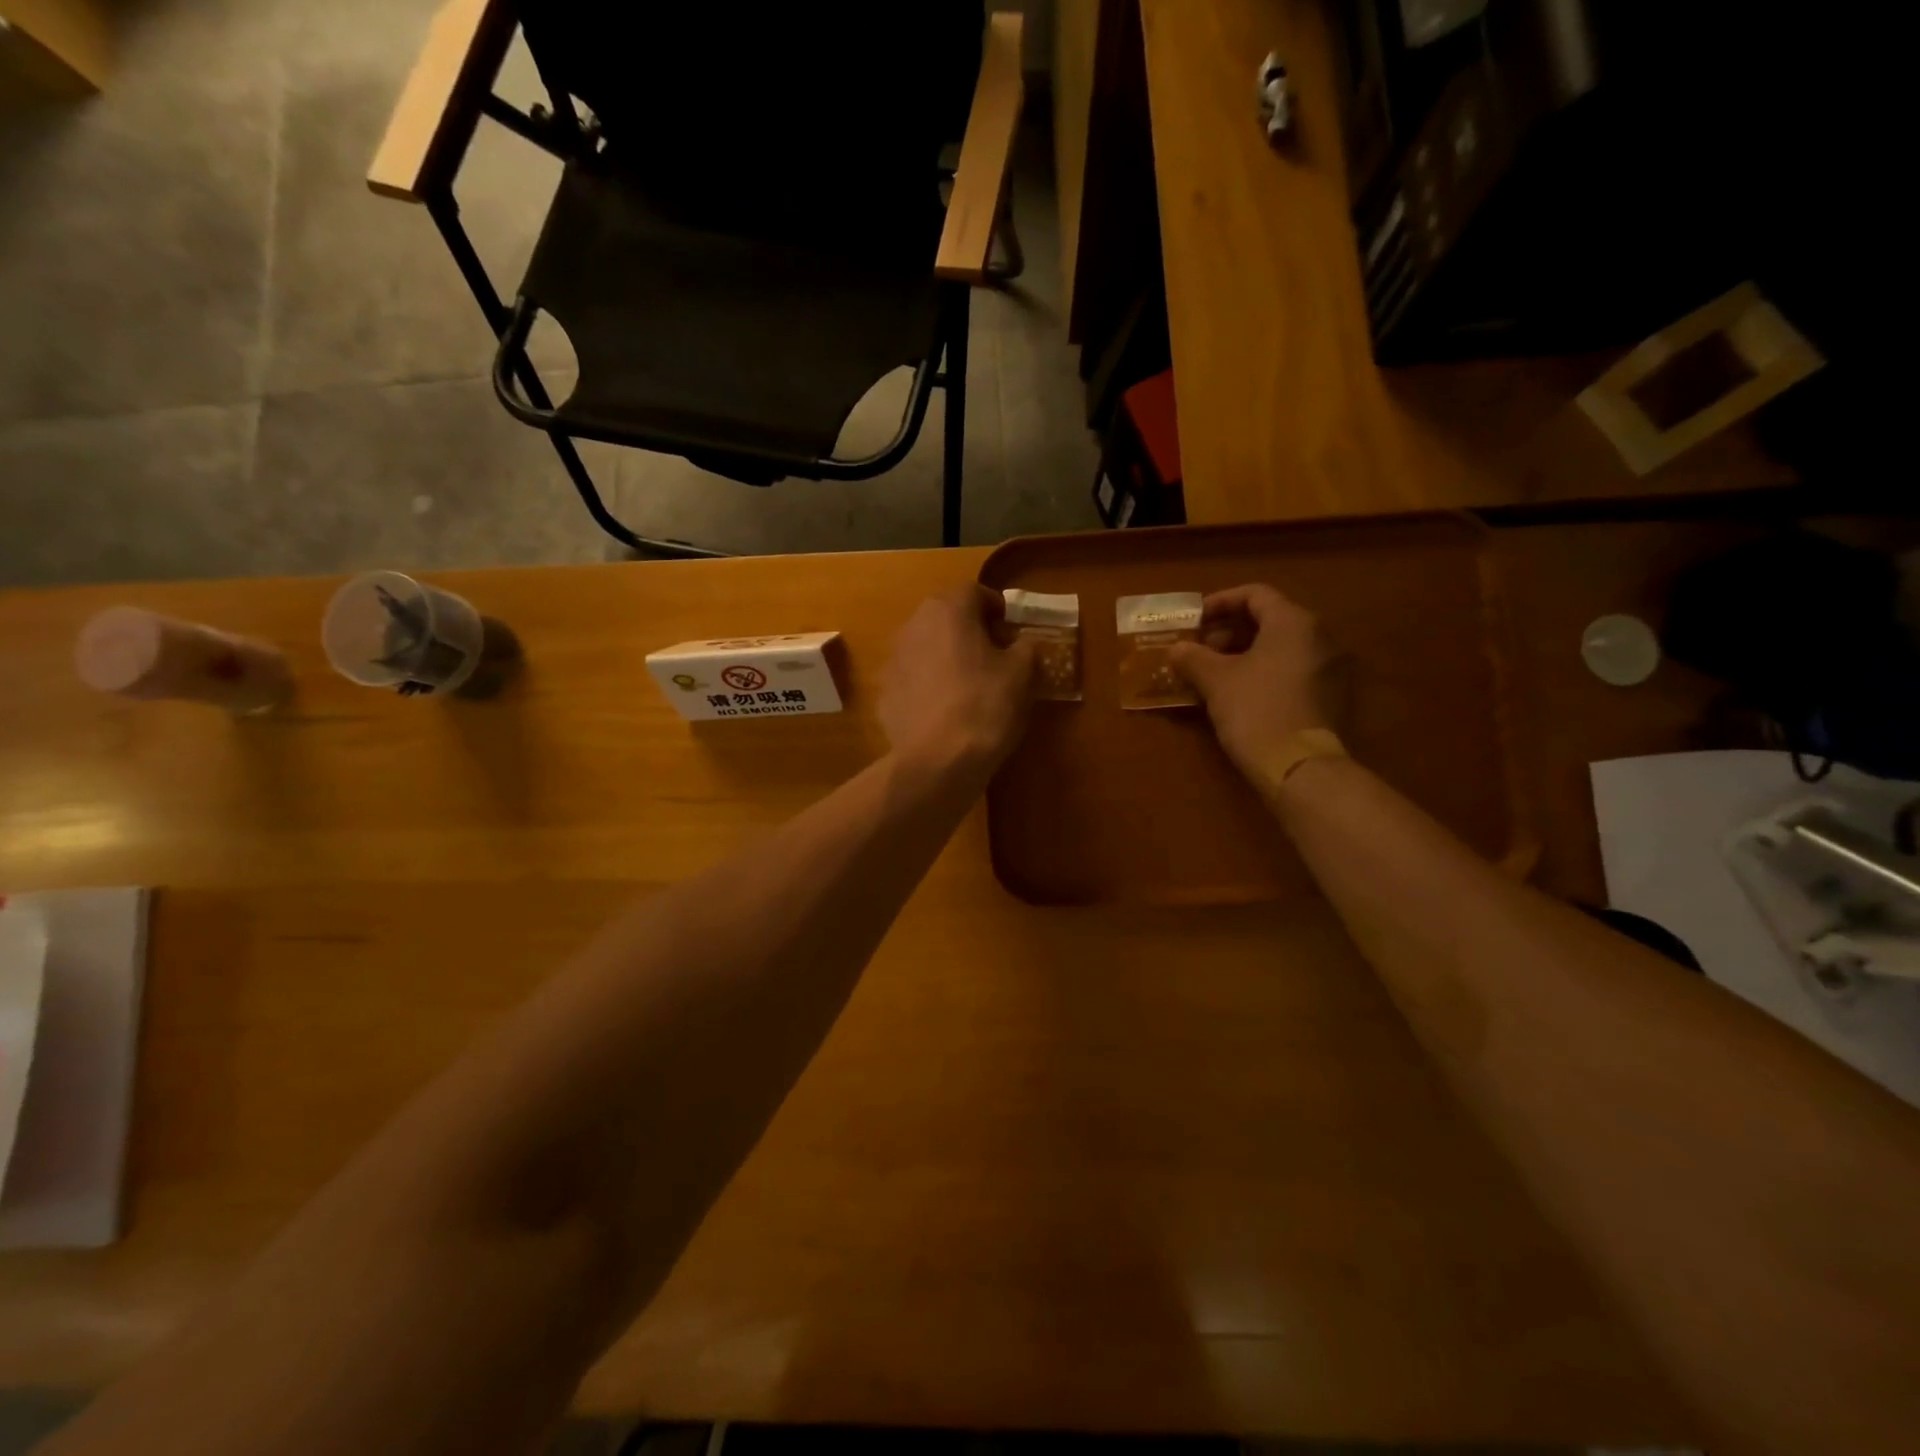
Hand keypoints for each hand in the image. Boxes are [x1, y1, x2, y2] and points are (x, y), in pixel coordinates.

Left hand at [879, 587, 1036, 774]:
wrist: (937, 761)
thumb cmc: (985, 706)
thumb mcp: (1023, 674)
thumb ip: (1027, 647)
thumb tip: (1025, 643)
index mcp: (948, 610)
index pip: (974, 592)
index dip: (996, 607)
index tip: (1011, 628)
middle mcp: (914, 625)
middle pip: (946, 616)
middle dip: (969, 630)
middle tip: (994, 654)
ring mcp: (893, 660)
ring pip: (926, 646)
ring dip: (946, 656)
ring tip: (969, 683)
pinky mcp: (885, 693)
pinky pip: (913, 679)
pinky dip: (929, 685)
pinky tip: (945, 710)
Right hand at [1169, 585, 1343, 781]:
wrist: (1300, 767)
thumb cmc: (1256, 709)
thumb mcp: (1215, 680)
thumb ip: (1193, 657)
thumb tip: (1176, 648)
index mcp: (1293, 622)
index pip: (1255, 594)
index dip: (1220, 603)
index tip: (1193, 621)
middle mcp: (1319, 637)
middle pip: (1269, 621)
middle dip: (1228, 633)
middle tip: (1198, 650)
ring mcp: (1330, 669)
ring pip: (1280, 649)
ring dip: (1243, 655)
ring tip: (1211, 675)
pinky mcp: (1330, 698)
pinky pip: (1290, 672)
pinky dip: (1262, 674)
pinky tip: (1237, 695)